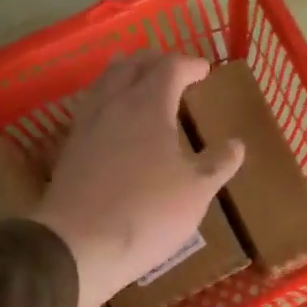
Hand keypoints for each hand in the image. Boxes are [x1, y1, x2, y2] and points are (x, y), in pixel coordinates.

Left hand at [36, 52, 244, 306]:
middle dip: (155, 61)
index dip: (190, 64)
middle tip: (174, 69)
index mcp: (148, 105)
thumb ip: (218, 163)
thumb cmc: (148, 212)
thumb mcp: (197, 191)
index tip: (205, 70)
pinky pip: (92, 107)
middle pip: (131, 65)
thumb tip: (236, 144)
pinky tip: (118, 122)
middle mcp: (113, 104)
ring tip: (143, 86)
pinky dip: (110, 101)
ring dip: (127, 76)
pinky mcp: (70, 149)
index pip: (170, 67)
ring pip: (105, 82)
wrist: (78, 245)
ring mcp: (87, 125)